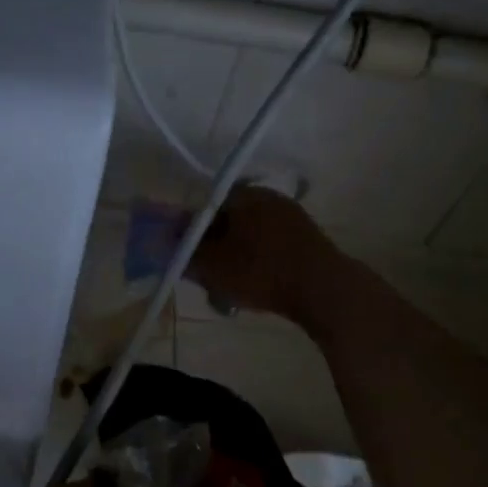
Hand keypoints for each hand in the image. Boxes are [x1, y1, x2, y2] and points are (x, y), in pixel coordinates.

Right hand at [185, 184, 341, 323]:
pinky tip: (256, 289)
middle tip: (207, 279)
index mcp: (243, 194)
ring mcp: (291, 217)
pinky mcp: (306, 239)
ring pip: (248, 239)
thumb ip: (184, 253)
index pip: (204, 208)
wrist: (323, 289)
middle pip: (227, 223)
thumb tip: (164, 242)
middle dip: (213, 251)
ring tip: (230, 291)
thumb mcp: (211, 266)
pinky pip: (269, 248)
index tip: (187, 260)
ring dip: (234, 261)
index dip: (190, 235)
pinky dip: (257, 265)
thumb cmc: (260, 271)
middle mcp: (268, 197)